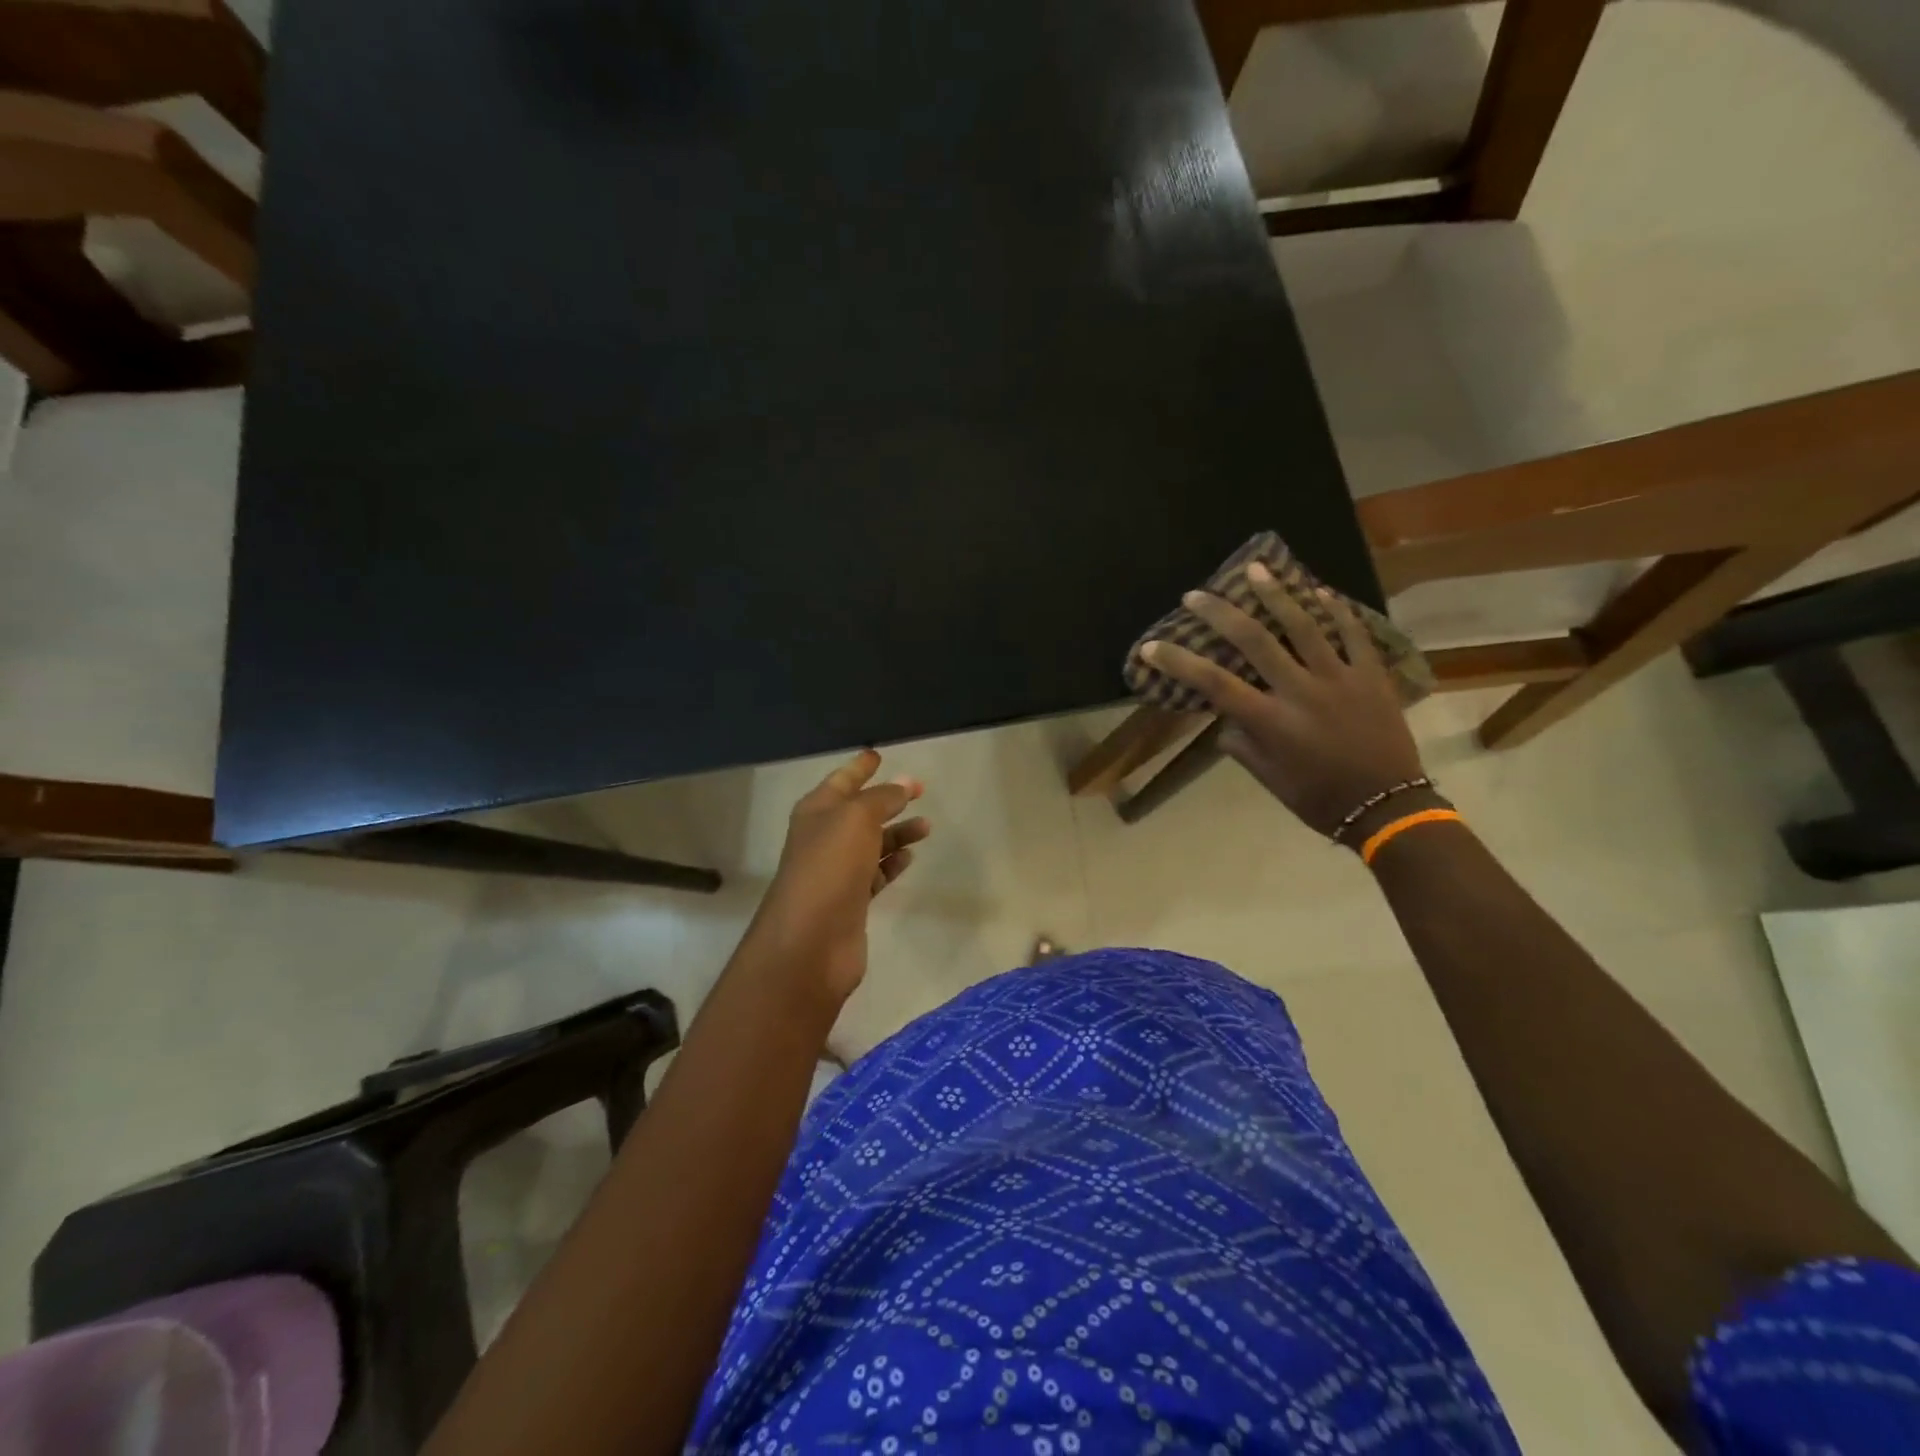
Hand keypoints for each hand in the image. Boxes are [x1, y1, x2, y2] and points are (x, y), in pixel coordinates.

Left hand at [747, 749, 930, 1001]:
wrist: (810, 940)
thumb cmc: (830, 867)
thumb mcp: (857, 819)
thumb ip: (882, 798)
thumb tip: (903, 784)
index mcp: (817, 811)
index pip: (842, 780)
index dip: (860, 767)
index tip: (878, 754)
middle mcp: (824, 838)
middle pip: (860, 811)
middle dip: (887, 799)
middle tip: (919, 790)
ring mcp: (837, 871)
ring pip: (872, 843)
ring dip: (897, 832)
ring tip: (926, 826)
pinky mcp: (851, 901)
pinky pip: (876, 874)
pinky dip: (893, 863)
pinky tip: (910, 857)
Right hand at [1140, 562, 1425, 839]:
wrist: (1387, 807)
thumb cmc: (1320, 799)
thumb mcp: (1270, 780)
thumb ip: (1242, 745)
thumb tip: (1226, 719)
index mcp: (1271, 721)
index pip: (1214, 683)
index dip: (1178, 662)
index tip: (1151, 646)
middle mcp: (1301, 691)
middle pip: (1255, 640)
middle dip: (1220, 612)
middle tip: (1196, 594)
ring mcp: (1340, 678)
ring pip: (1304, 626)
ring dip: (1277, 594)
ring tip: (1257, 569)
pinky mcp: (1371, 676)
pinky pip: (1353, 634)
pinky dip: (1336, 610)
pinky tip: (1319, 591)